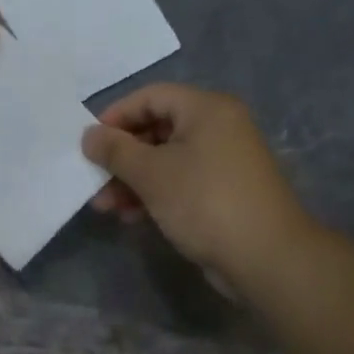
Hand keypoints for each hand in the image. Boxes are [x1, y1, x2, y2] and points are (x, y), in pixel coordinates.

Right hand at [82, 84, 308, 280]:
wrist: (264, 257)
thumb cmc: (204, 202)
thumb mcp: (152, 174)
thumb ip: (115, 151)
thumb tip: (88, 135)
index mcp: (207, 109)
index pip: (151, 96)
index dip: (115, 116)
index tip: (89, 143)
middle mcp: (218, 128)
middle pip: (157, 129)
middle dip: (121, 156)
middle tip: (93, 179)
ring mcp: (223, 161)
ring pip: (165, 160)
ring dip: (132, 180)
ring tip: (105, 206)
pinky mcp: (222, 192)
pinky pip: (180, 182)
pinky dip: (153, 194)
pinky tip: (131, 217)